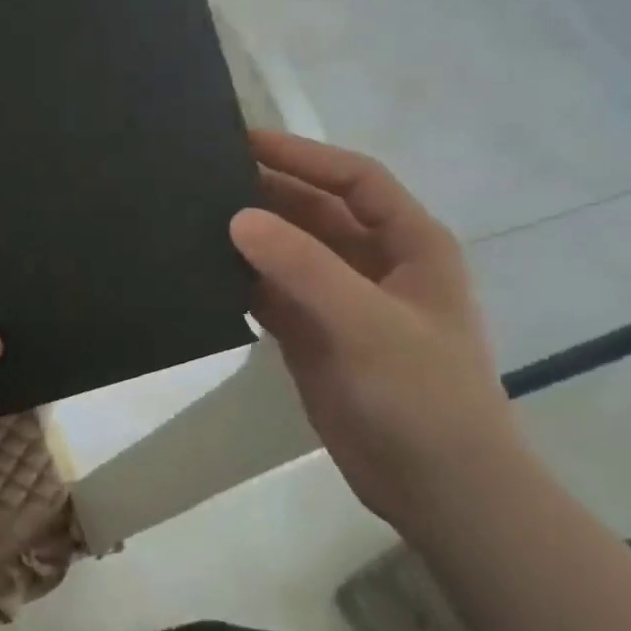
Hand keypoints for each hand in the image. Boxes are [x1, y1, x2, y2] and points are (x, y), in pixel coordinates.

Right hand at [229, 130, 520, 528]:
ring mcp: (341, 302)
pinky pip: (271, 293)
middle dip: (267, 193)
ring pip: (288, 252)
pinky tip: (202, 272)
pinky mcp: (313, 336)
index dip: (303, 155)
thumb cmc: (421, 394)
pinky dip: (241, 281)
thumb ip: (303, 266)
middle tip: (204, 178)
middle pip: (315, 211)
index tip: (244, 142)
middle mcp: (374, 264)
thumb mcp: (367, 322)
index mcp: (409, 244)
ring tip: (193, 218)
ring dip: (249, 237)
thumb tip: (237, 217)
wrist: (438, 488)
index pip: (354, 179)